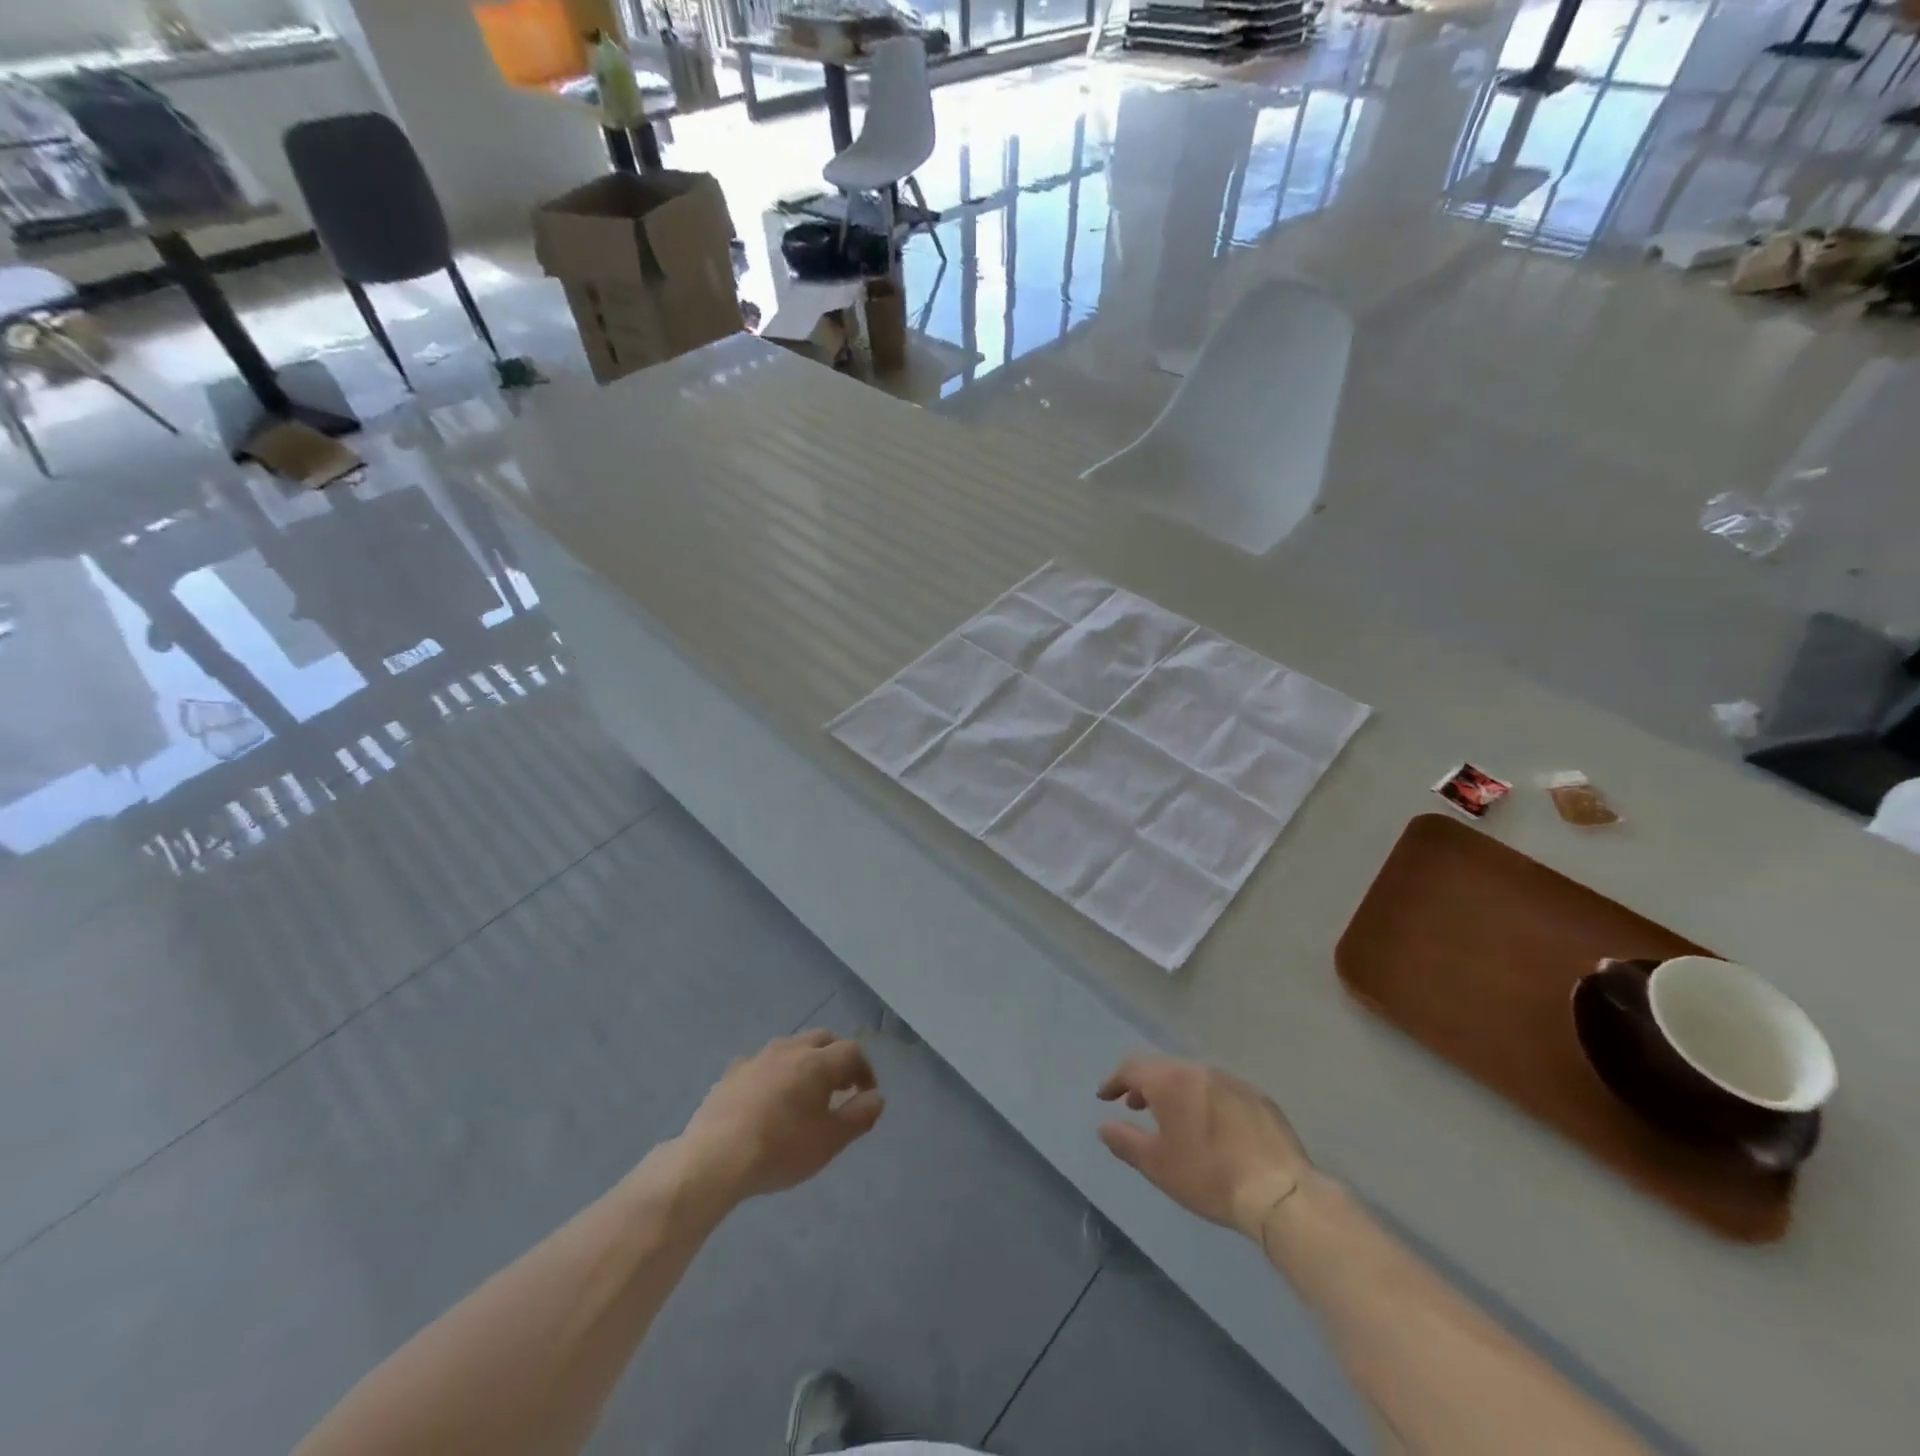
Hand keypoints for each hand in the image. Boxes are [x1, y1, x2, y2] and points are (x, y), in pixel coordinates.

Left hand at [680, 1031, 884, 1200]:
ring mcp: (757, 1058)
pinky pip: (763, 1063)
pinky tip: (769, 1098)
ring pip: (791, 1047)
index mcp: (817, 1062)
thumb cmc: (781, 1150)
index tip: (866, 1094)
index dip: (865, 1069)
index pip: (852, 1051)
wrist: (714, 1159)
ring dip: (806, 1061)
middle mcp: (789, 1049)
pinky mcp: (732, 1073)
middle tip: (841, 1086)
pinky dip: (775, 1073)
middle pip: (822, 1039)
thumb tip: (876, 1098)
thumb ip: (859, 1116)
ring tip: (806, 1092)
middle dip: (837, 1057)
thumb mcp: (829, 1141)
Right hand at [1097, 1055, 1309, 1239]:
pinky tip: (1213, 1128)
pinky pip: (1221, 1090)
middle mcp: (1199, 1070)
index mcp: (1170, 1080)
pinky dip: (1206, 1101)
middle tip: (1135, 1106)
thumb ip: (1125, 1141)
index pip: (1132, 1068)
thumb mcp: (1157, 1165)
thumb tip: (1104, 1126)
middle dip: (1145, 1084)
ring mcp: (1232, 1081)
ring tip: (1173, 1118)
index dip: (1115, 1081)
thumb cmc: (1208, 1176)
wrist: (1279, 1192)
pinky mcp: (1259, 1097)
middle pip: (1163, 1067)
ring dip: (1176, 1091)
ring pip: (1194, 1077)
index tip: (1105, 1097)